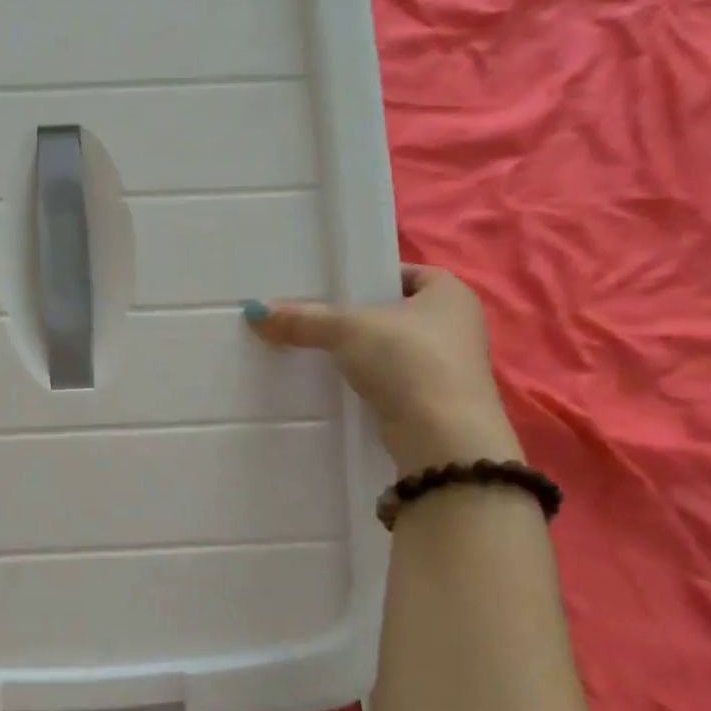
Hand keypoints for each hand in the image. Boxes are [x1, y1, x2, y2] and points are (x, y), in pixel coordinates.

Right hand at [245, 265, 520, 473]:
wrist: (441, 437)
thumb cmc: (408, 361)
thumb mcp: (347, 329)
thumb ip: (302, 319)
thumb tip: (255, 311)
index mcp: (449, 293)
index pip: (403, 273)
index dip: (367, 276)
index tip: (331, 287)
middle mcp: (455, 326)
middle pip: (391, 312)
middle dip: (354, 316)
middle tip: (310, 316)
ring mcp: (446, 367)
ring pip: (388, 348)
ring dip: (356, 351)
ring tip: (312, 349)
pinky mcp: (431, 401)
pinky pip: (388, 379)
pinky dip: (363, 379)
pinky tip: (331, 382)